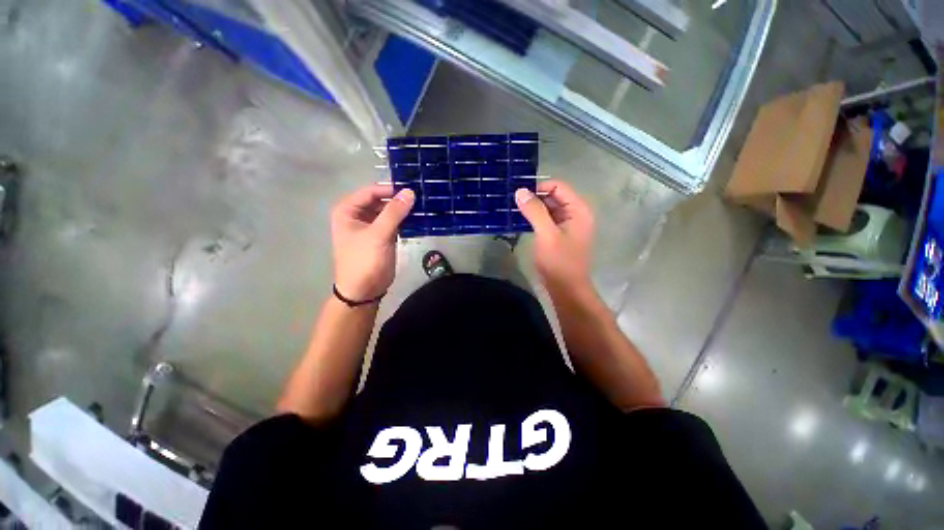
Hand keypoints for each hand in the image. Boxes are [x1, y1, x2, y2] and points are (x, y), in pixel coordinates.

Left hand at [331, 185, 414, 300]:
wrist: (364, 291)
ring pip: (388, 211)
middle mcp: (357, 215)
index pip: (371, 191)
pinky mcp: (382, 236)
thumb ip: (394, 212)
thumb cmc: (364, 261)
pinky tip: (419, 218)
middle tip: (421, 197)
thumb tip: (410, 192)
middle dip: (399, 199)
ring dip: (403, 210)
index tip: (412, 189)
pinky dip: (405, 220)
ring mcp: (371, 226)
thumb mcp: (378, 234)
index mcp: (348, 210)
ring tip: (423, 206)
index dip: (390, 189)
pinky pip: (394, 223)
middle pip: (380, 200)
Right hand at [515, 180, 593, 289]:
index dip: (539, 187)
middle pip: (553, 196)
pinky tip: (520, 220)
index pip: (558, 186)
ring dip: (532, 208)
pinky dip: (534, 218)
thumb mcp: (546, 234)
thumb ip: (534, 211)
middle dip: (534, 197)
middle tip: (512, 202)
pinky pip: (546, 220)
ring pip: (548, 208)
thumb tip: (520, 190)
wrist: (565, 288)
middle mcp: (575, 213)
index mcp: (578, 209)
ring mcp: (567, 225)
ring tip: (513, 209)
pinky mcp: (559, 234)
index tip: (519, 195)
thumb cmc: (559, 261)